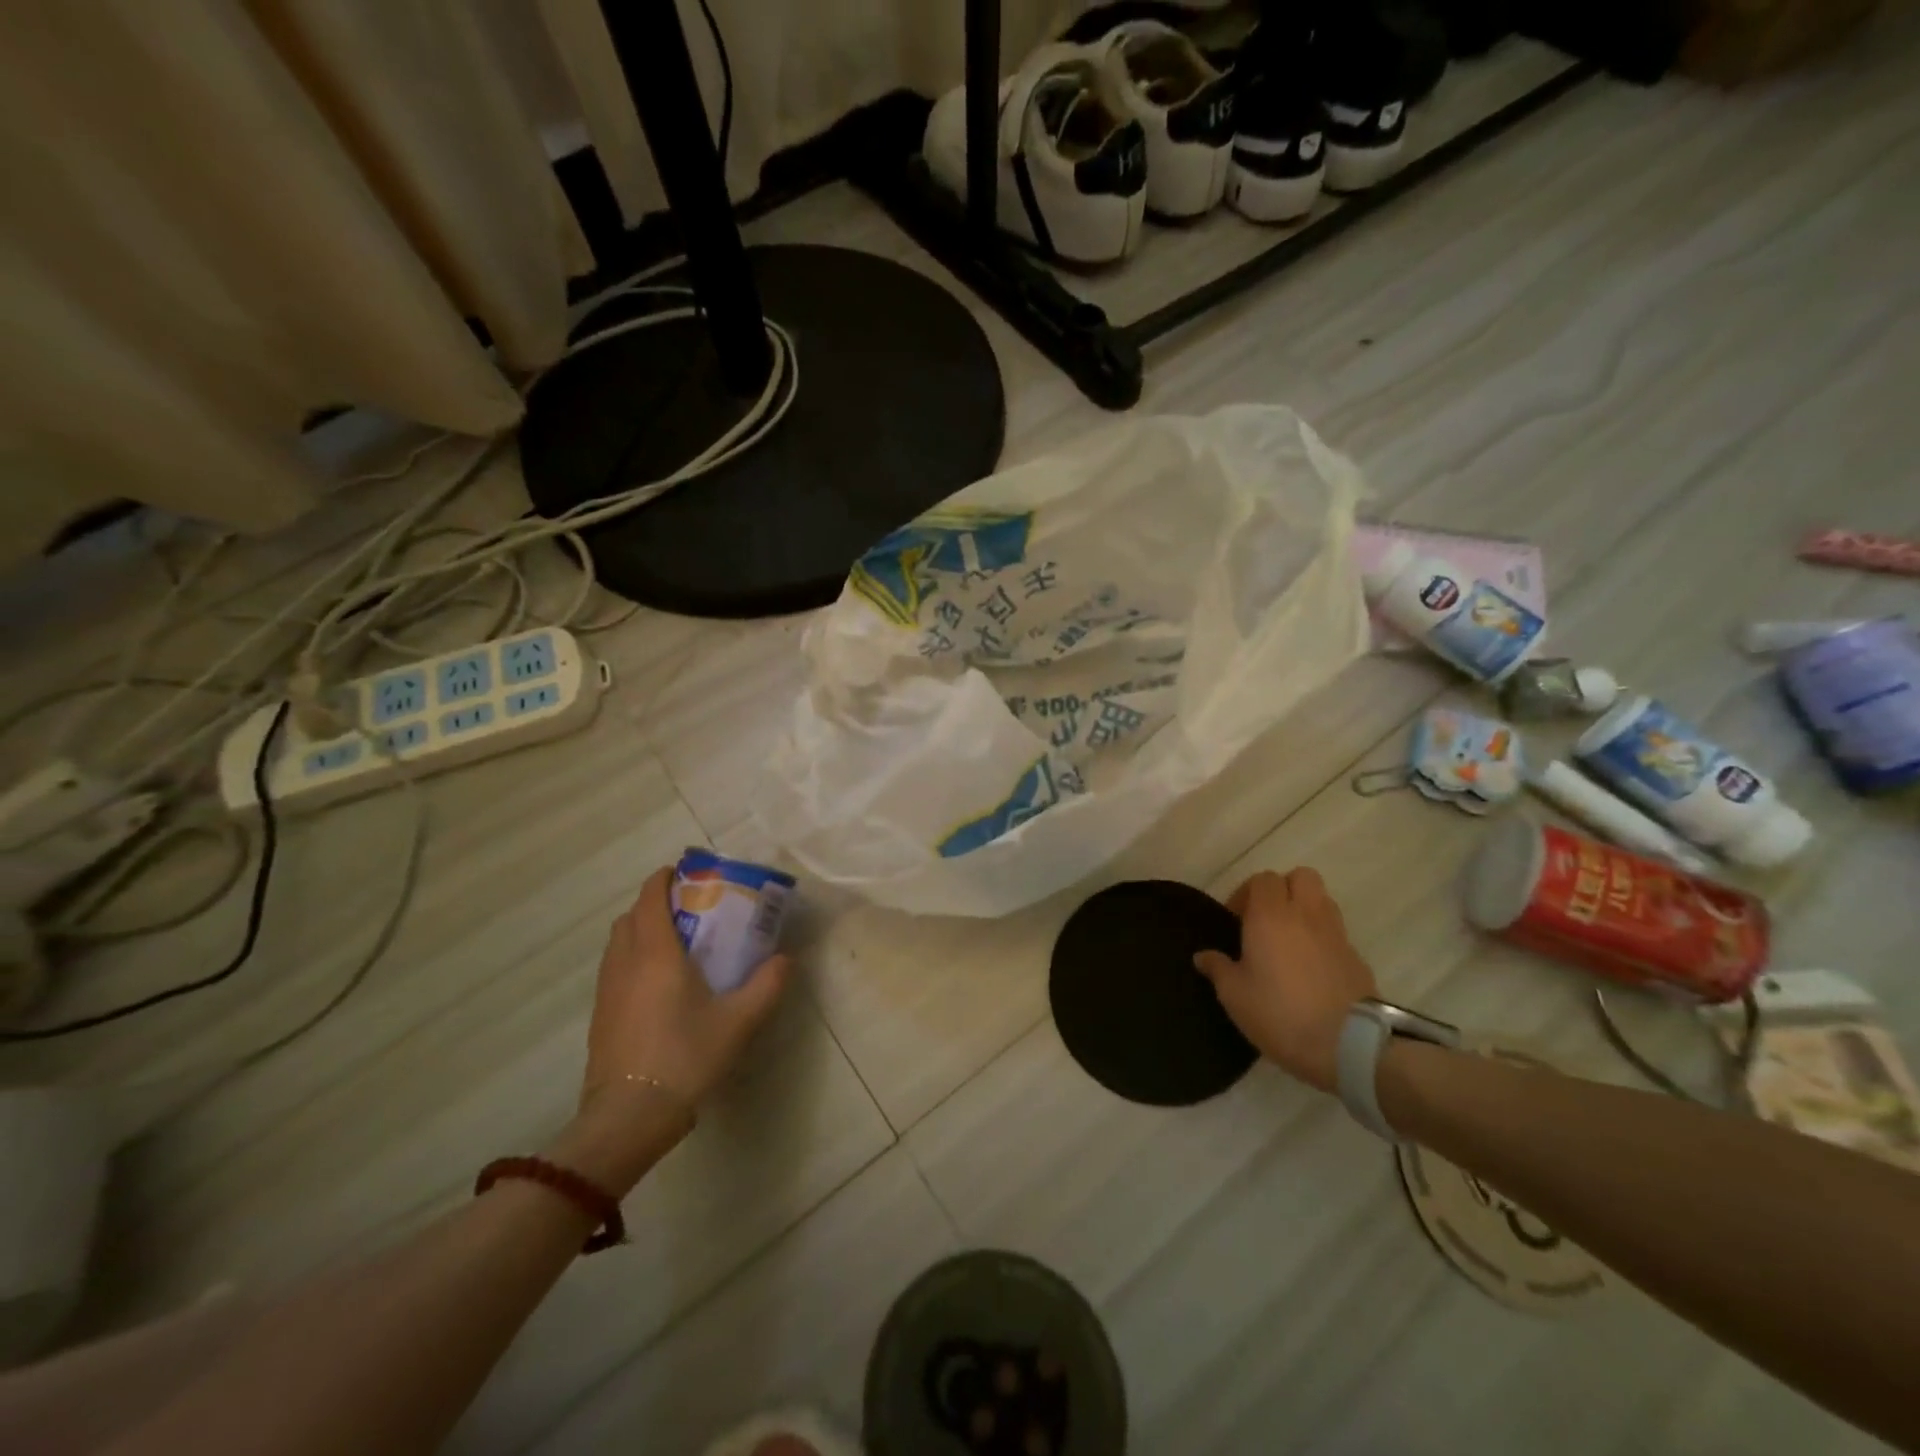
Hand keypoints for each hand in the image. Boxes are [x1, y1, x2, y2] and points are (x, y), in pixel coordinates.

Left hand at [581, 867, 790, 1114]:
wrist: (630, 1115)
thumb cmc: (686, 1057)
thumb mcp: (739, 1021)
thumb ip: (767, 985)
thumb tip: (787, 958)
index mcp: (656, 953)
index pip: (650, 897)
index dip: (663, 879)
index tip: (685, 873)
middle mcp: (625, 962)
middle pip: (630, 916)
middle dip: (654, 904)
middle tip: (688, 910)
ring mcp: (607, 990)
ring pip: (618, 942)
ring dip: (640, 930)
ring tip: (674, 943)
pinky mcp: (600, 1014)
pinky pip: (613, 968)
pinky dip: (632, 957)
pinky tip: (657, 984)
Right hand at [1194, 867, 1377, 1092]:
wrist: (1348, 1044)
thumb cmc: (1280, 1013)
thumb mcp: (1235, 996)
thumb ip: (1218, 969)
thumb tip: (1202, 956)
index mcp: (1270, 916)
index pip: (1262, 879)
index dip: (1246, 893)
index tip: (1236, 920)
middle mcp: (1305, 914)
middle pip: (1300, 876)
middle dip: (1282, 889)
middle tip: (1265, 918)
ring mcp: (1336, 933)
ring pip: (1321, 899)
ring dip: (1304, 909)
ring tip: (1289, 939)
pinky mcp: (1356, 956)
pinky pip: (1335, 931)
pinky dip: (1322, 937)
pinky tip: (1310, 966)